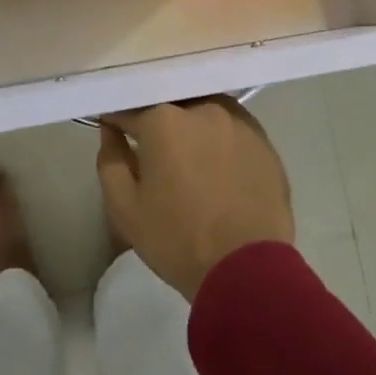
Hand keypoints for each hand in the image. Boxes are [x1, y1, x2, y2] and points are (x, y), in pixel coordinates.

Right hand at [95, 96, 294, 300]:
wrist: (247, 271)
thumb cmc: (177, 239)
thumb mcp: (125, 208)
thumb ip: (111, 160)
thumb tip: (110, 131)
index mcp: (162, 119)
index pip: (130, 107)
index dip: (118, 121)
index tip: (115, 133)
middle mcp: (202, 108)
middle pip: (170, 103)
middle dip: (158, 120)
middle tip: (154, 149)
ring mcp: (238, 121)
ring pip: (204, 110)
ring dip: (192, 125)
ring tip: (190, 156)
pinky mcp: (264, 140)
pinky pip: (232, 128)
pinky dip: (220, 139)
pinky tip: (219, 165)